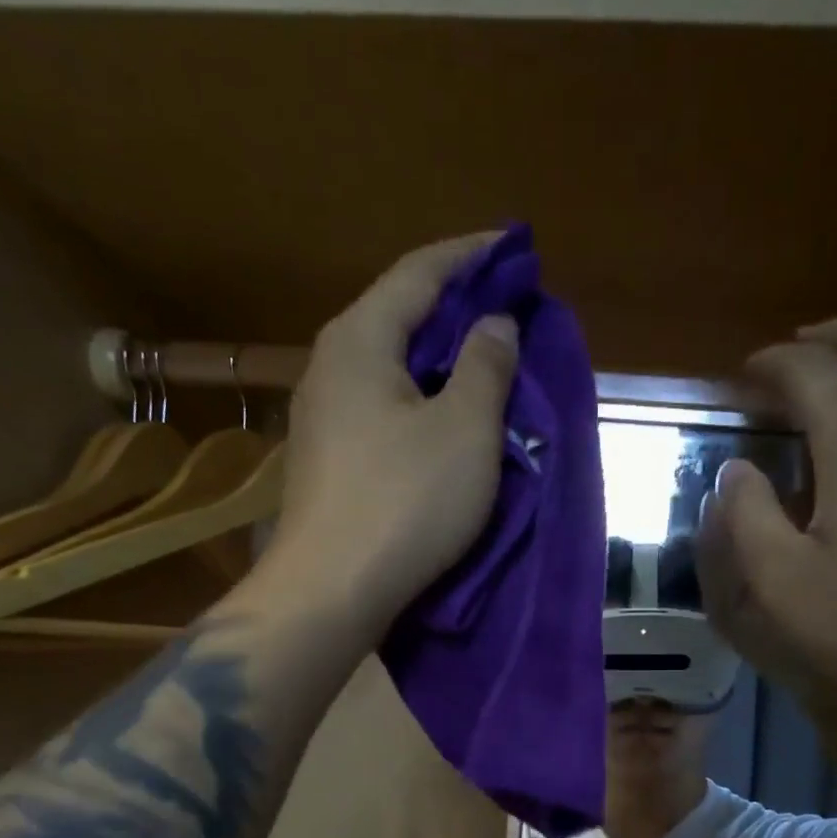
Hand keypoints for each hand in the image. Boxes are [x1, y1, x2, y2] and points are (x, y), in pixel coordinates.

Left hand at [266, 232, 518, 631]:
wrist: (330, 590)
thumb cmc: (406, 502)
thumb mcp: (464, 429)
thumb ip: (485, 365)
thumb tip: (493, 323)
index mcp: (359, 339)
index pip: (419, 272)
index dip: (471, 256)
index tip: (513, 247)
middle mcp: (330, 365)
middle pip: (399, 315)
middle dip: (456, 307)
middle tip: (507, 310)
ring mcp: (323, 416)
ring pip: (390, 366)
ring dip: (439, 359)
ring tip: (484, 363)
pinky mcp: (329, 459)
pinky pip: (382, 407)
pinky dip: (420, 399)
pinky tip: (445, 419)